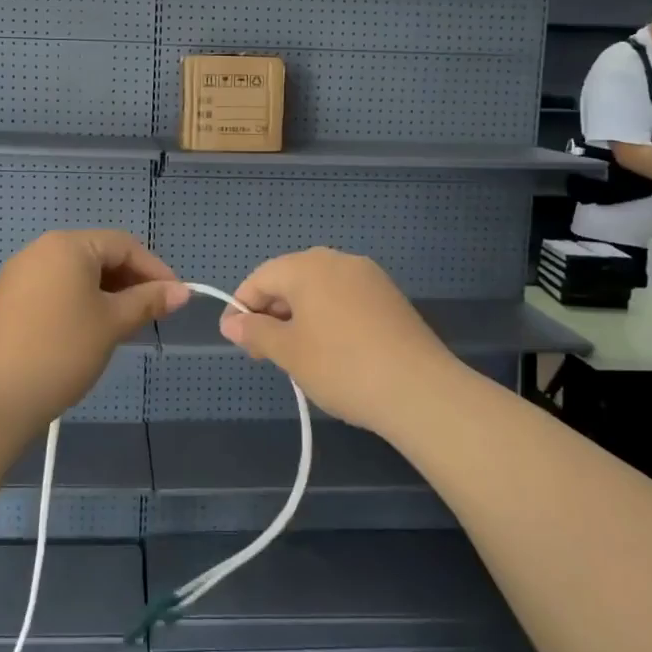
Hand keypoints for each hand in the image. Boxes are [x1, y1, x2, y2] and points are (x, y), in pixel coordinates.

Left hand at [0, 230, 188, 432]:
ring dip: (106, 294)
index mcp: (67, 245)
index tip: (176, 298)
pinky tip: (89, 332)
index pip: (123, 245)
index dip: (155, 269)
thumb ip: (148, 301)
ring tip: (124, 326)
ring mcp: (19, 275)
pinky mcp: (7, 301)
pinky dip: (79, 303)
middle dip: (130, 281)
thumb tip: (183, 291)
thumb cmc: (62, 350)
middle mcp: (40, 250)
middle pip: (98, 255)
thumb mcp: (113, 323)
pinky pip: (55, 290)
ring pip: (76, 275)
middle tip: (152, 314)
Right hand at [217, 248, 460, 434]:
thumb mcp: (289, 352)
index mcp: (308, 266)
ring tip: (299, 356)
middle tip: (266, 354)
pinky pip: (345, 299)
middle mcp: (338, 260)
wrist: (420, 391)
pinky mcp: (390, 298)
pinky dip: (328, 319)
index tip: (237, 341)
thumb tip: (231, 322)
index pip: (261, 278)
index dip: (242, 307)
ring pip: (319, 290)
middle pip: (291, 280)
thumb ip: (255, 332)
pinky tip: (333, 352)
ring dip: (300, 317)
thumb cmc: (341, 366)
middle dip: (272, 313)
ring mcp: (369, 277)